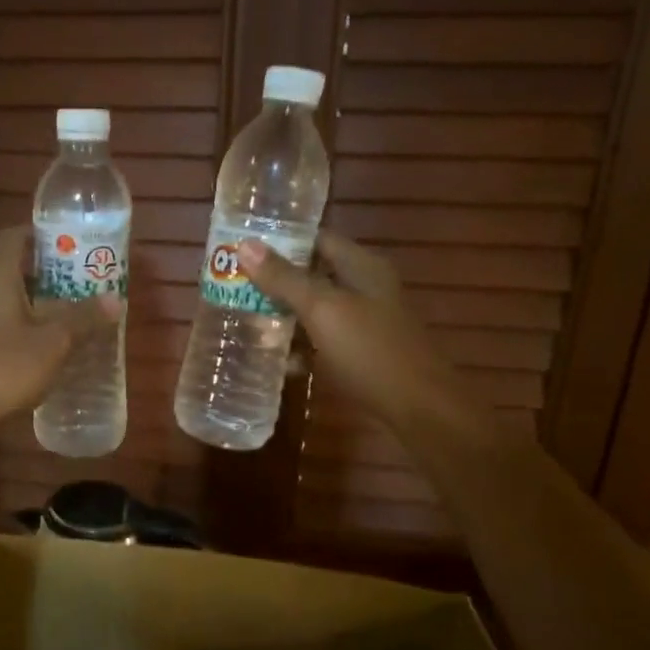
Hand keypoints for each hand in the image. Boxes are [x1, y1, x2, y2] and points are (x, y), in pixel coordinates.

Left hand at [0, 225, 120, 431]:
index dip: (41, 233)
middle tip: (80, 283)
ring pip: (3, 301)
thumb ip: (83, 319)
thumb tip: (115, 300)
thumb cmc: (3, 368)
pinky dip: (18, 328)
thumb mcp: (53, 343)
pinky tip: (39, 351)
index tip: (70, 241)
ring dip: (33, 305)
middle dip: (46, 274)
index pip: (14, 237)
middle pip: (12, 270)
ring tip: (66, 318)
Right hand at [240, 231, 466, 434]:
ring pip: (313, 309)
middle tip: (231, 284)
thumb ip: (284, 279)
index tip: (240, 246)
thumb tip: (244, 245)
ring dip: (281, 314)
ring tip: (240, 317)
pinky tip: (271, 357)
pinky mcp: (357, 353)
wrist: (418, 410)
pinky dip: (297, 346)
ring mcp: (361, 323)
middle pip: (312, 274)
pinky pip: (319, 341)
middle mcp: (363, 288)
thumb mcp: (323, 310)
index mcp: (361, 266)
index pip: (316, 238)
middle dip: (273, 280)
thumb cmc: (370, 351)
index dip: (279, 239)